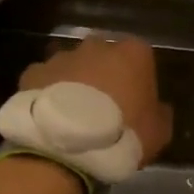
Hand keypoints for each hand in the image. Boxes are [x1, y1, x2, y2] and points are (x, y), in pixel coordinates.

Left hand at [20, 35, 173, 164]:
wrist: (65, 147)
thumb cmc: (121, 135)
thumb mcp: (159, 132)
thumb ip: (160, 113)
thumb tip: (157, 108)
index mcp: (134, 54)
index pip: (141, 58)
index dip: (138, 80)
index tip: (135, 103)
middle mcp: (97, 46)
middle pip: (104, 56)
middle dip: (104, 74)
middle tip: (104, 106)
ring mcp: (62, 57)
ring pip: (73, 65)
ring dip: (75, 82)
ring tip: (73, 114)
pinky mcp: (33, 72)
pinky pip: (44, 80)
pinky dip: (47, 92)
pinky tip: (49, 116)